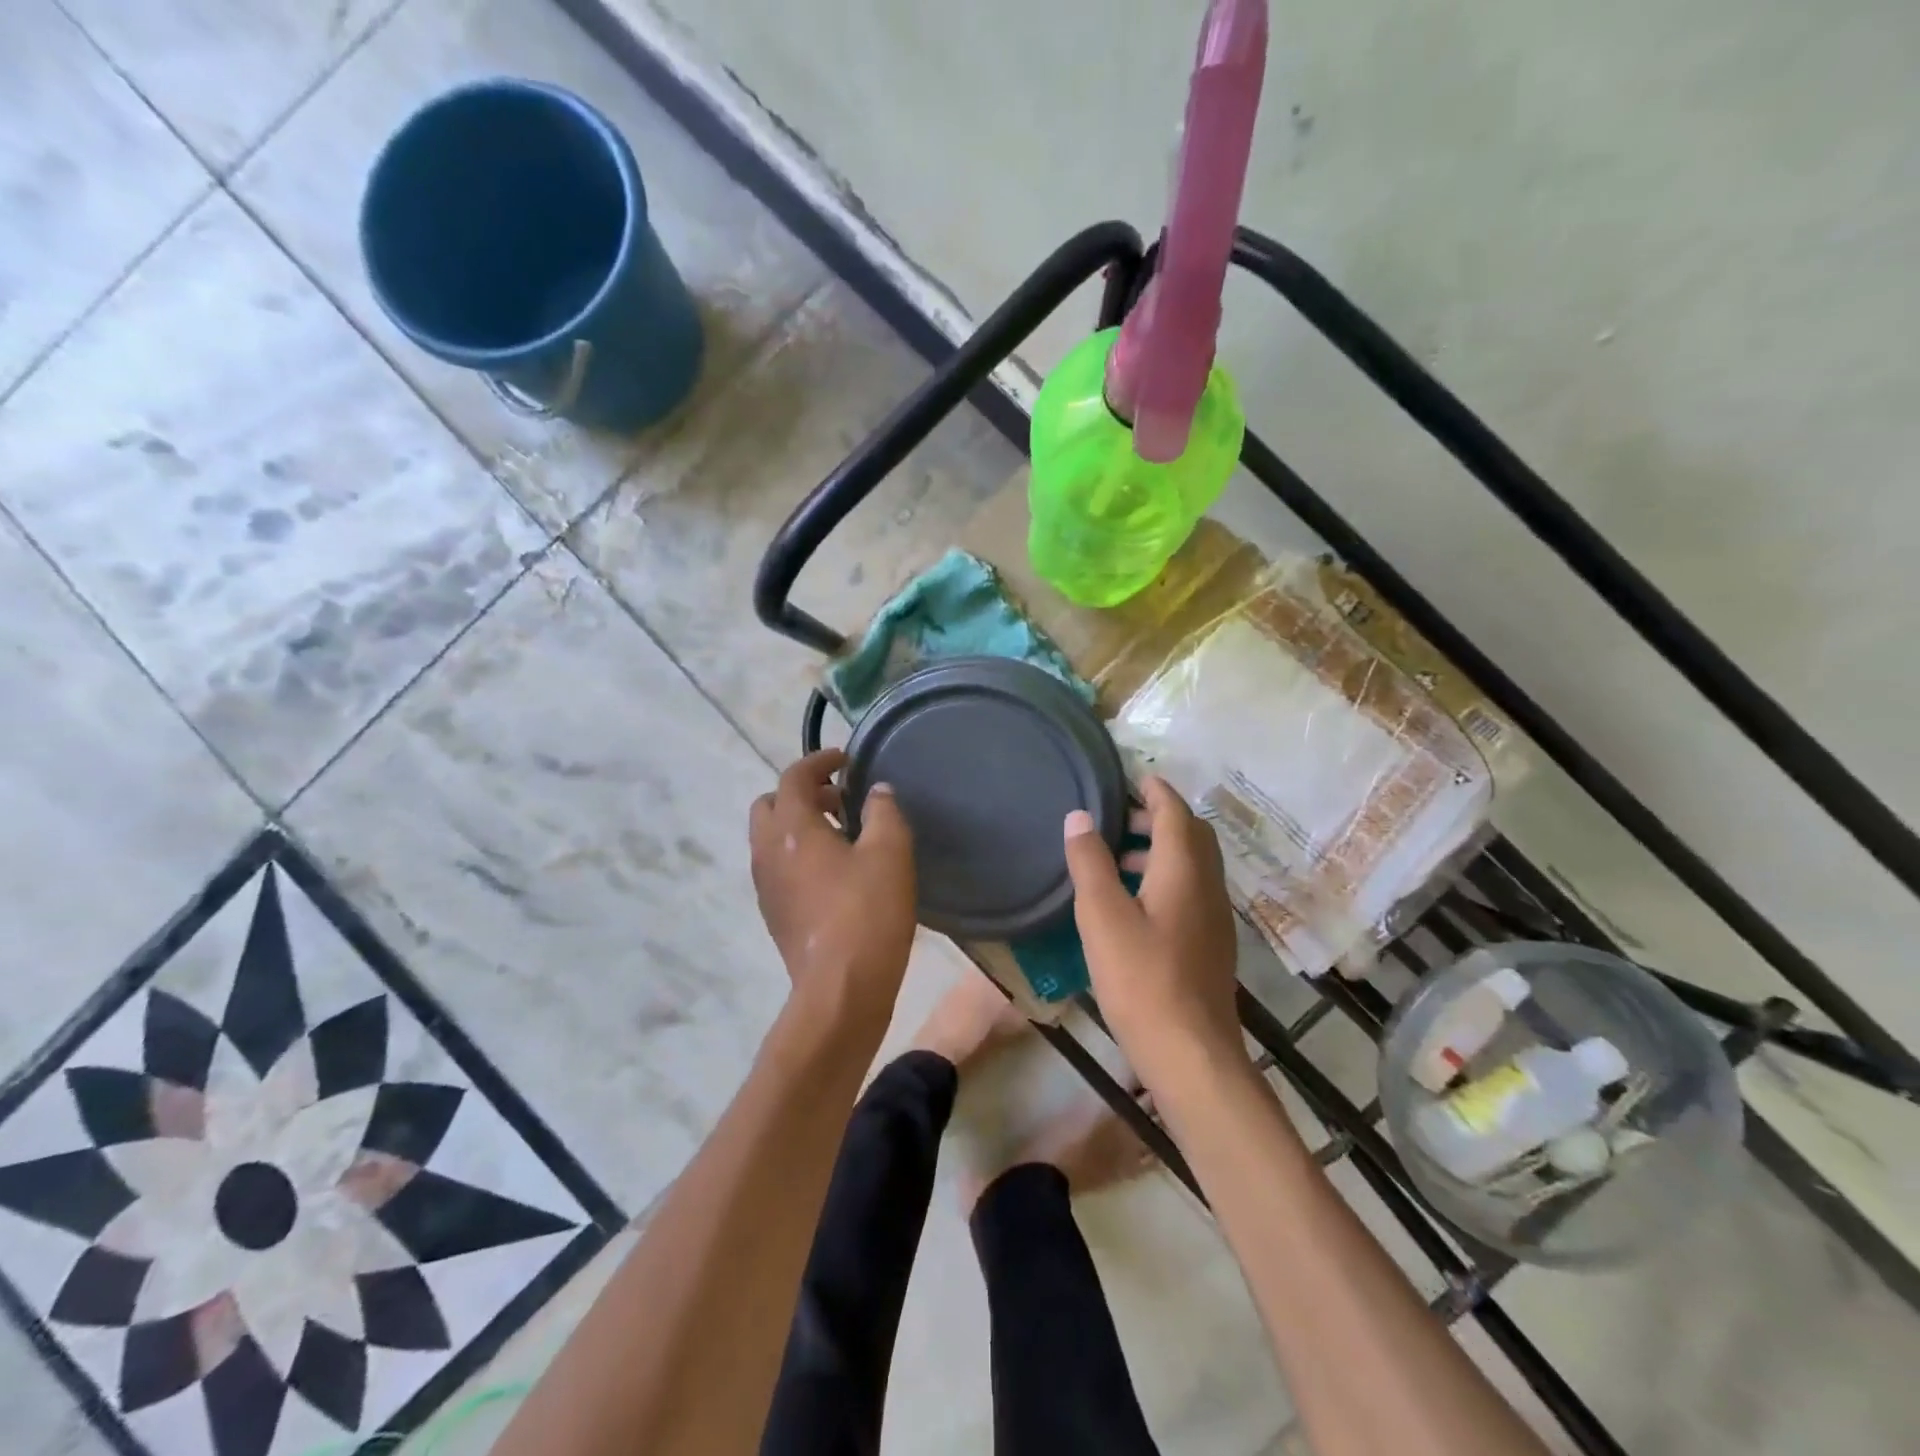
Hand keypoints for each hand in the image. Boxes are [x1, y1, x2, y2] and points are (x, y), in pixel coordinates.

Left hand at [750, 749, 916, 1035]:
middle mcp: (767, 851)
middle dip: (802, 793)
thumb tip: (876, 792)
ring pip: (771, 838)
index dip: (819, 760)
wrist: (840, 989)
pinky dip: (797, 853)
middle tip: (840, 800)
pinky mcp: (773, 913)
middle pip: (771, 804)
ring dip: (799, 825)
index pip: (794, 777)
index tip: (845, 759)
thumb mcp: (890, 852)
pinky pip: (777, 867)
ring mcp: (764, 885)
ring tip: (842, 835)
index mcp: (791, 828)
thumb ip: (884, 811)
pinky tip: (834, 872)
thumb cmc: (867, 912)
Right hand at [1064, 776, 1243, 1084]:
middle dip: (1158, 817)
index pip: (1175, 812)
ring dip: (1161, 849)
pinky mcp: (1210, 943)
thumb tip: (1079, 816)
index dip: (1156, 791)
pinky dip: (1166, 876)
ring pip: (1193, 864)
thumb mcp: (1102, 917)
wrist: (1192, 1053)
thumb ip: (1089, 863)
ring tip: (1117, 857)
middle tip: (1118, 818)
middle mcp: (1207, 886)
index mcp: (1183, 870)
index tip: (1133, 777)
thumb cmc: (1142, 980)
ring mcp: (1214, 917)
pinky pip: (1192, 889)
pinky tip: (1135, 902)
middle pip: (1191, 835)